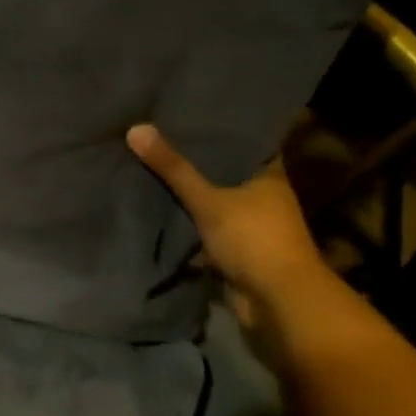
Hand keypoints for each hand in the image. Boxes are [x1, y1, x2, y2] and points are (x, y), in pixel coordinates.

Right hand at [126, 124, 330, 326]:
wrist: (279, 304)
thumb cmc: (253, 240)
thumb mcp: (209, 200)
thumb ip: (173, 168)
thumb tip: (136, 127)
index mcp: (268, 174)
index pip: (243, 139)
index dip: (217, 126)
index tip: (186, 111)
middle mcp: (263, 195)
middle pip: (224, 170)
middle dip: (194, 160)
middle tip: (156, 133)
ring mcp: (250, 224)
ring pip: (213, 200)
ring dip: (189, 192)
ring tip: (149, 164)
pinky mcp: (236, 250)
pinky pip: (206, 227)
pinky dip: (187, 221)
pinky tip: (157, 204)